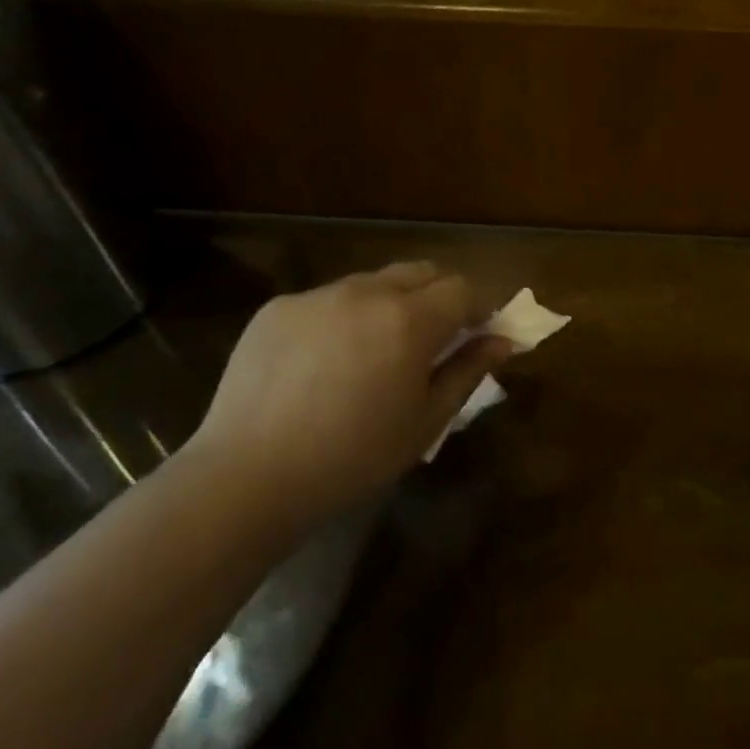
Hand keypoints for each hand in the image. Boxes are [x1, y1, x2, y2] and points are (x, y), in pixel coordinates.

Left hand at [188, 263, 510, 521]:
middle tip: (433, 339)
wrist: (248, 477)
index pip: (462, 288)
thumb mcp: (425, 421)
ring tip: (373, 353)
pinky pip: (327, 300)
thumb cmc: (352, 458)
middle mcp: (365, 292)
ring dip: (390, 304)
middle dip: (438, 296)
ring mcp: (317, 295)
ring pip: (372, 282)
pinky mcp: (278, 308)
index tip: (478, 333)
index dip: (478, 307)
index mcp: (408, 320)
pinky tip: (323, 364)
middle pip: (420, 271)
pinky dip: (342, 319)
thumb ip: (468, 371)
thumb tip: (502, 340)